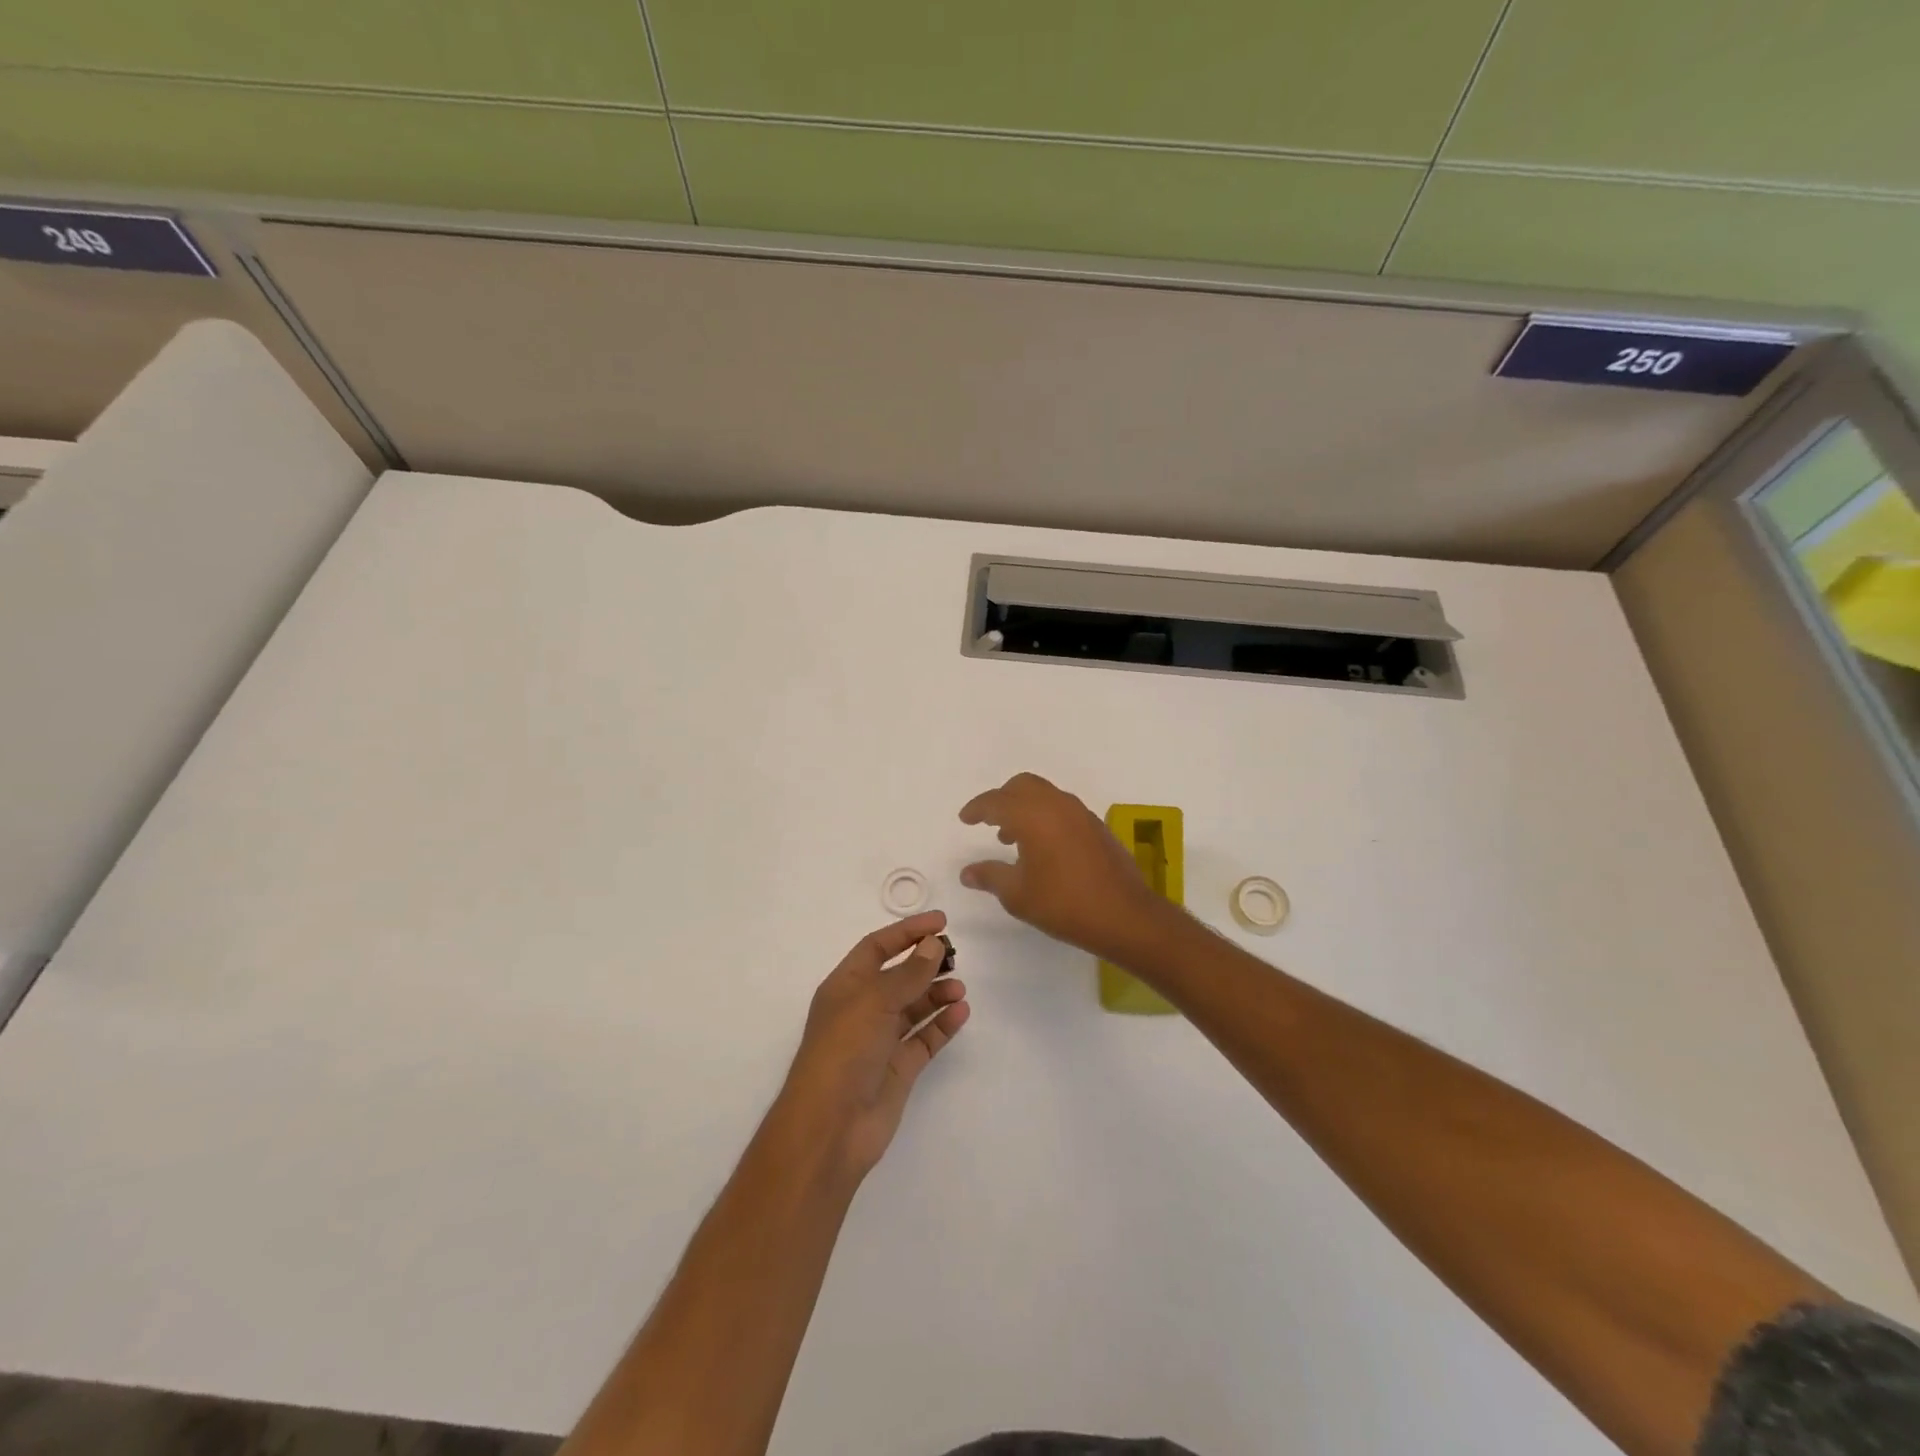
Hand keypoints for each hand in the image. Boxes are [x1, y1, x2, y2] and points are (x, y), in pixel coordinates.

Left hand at [774, 912, 968, 1185]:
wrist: (831, 1127)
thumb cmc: (844, 1051)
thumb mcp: (874, 1002)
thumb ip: (908, 973)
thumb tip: (933, 944)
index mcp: (846, 987)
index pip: (877, 947)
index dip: (907, 932)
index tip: (941, 921)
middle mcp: (862, 1009)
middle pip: (898, 976)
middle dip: (925, 963)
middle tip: (955, 955)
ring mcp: (880, 1040)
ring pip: (913, 1007)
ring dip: (936, 993)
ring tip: (960, 988)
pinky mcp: (898, 1068)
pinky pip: (924, 1038)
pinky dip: (942, 1024)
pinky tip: (960, 1012)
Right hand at [958, 772, 1179, 961]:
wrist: (1124, 915)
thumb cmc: (1064, 904)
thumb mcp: (1018, 895)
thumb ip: (990, 876)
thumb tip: (967, 872)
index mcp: (1032, 815)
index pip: (996, 801)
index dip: (977, 808)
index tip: (965, 819)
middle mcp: (1056, 805)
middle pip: (1022, 786)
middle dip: (1002, 799)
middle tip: (989, 821)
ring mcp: (1080, 814)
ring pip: (1045, 795)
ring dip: (1025, 807)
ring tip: (1012, 839)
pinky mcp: (1096, 826)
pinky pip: (1062, 808)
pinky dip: (1045, 816)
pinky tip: (1043, 847)